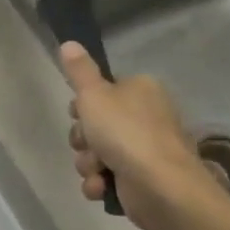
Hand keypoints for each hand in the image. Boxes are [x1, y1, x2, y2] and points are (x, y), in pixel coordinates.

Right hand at [60, 42, 218, 229]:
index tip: (77, 114)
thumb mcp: (95, 95)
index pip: (101, 92)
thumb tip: (69, 42)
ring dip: (88, 164)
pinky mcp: (140, 179)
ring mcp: (144, 150)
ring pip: (96, 153)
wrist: (161, 186)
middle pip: (95, 125)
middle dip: (83, 140)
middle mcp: (145, 116)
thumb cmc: (126, 133)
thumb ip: (79, 71)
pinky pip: (106, 177)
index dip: (82, 106)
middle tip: (88, 144)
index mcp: (140, 90)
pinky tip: (102, 187)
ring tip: (98, 170)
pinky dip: (100, 183)